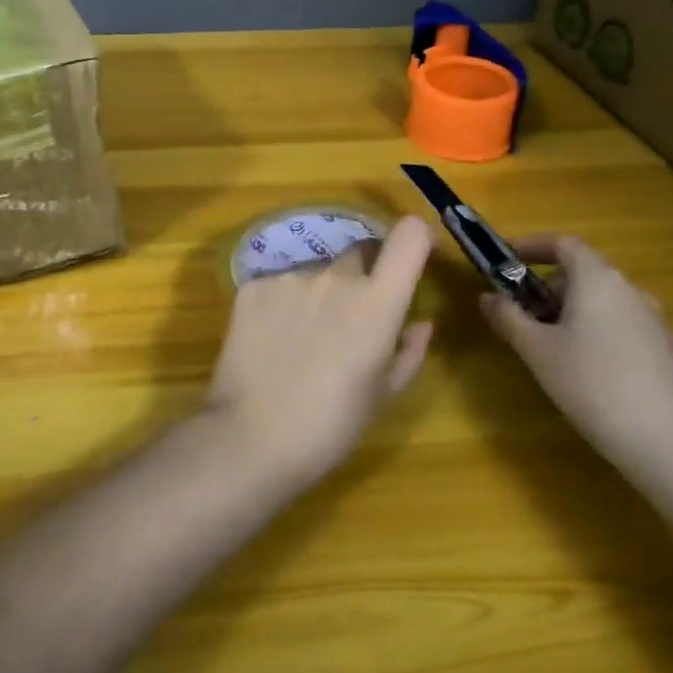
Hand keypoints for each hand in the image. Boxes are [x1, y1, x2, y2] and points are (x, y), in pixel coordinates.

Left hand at [205, 217, 435, 489]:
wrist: (251, 436)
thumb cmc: (331, 425)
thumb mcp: (383, 395)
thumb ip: (408, 351)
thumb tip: (421, 323)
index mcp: (376, 302)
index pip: (409, 236)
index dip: (419, 237)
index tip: (421, 253)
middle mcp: (334, 276)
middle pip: (360, 253)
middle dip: (366, 275)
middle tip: (355, 317)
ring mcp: (289, 277)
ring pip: (317, 271)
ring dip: (322, 292)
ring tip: (307, 339)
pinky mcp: (253, 285)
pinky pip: (280, 284)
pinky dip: (285, 303)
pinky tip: (274, 340)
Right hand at [480, 234, 672, 478]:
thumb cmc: (593, 385)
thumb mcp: (537, 351)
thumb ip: (508, 318)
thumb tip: (487, 297)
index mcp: (598, 279)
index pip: (563, 243)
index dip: (532, 246)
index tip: (507, 260)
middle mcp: (632, 291)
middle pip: (583, 274)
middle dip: (548, 289)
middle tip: (524, 318)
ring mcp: (659, 324)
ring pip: (606, 304)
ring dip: (575, 315)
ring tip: (555, 351)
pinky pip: (627, 331)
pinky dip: (601, 338)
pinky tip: (594, 379)